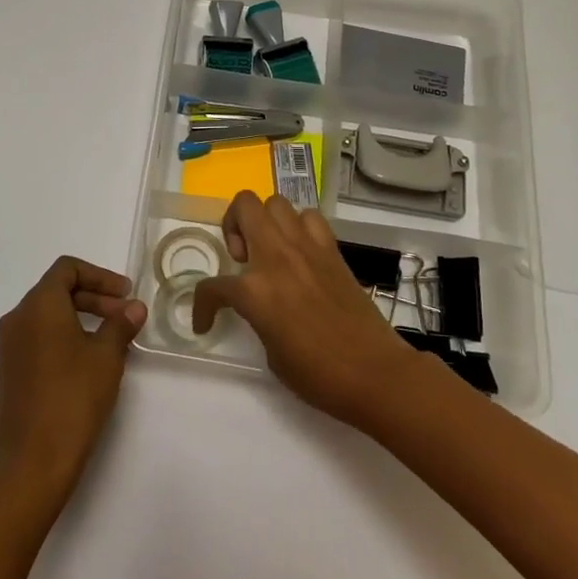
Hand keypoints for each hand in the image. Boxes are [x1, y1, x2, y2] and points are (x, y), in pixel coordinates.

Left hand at [0, 257, 146, 504]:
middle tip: (123, 319)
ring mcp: (5, 352)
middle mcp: (16, 321)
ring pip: (44, 322)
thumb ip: (120, 325)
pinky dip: (58, 346)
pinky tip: (79, 372)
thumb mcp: (107, 357)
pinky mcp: (4, 380)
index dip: (100, 276)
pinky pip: (34, 347)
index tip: (125, 295)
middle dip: (93, 301)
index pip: (67, 269)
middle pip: (55, 294)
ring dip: (76, 324)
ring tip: (106, 345)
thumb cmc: (73, 399)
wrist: (32, 463)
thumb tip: (134, 308)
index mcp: (38, 307)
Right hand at [193, 192, 420, 429]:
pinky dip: (298, 228)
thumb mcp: (271, 352)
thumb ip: (257, 317)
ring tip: (269, 251)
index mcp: (255, 290)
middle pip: (244, 206)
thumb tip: (260, 307)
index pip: (213, 286)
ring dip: (265, 222)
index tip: (205, 321)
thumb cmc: (319, 375)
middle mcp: (277, 256)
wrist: (375, 373)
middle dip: (232, 225)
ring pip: (276, 203)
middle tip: (241, 258)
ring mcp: (306, 248)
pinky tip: (299, 253)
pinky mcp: (332, 250)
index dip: (202, 306)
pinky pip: (309, 219)